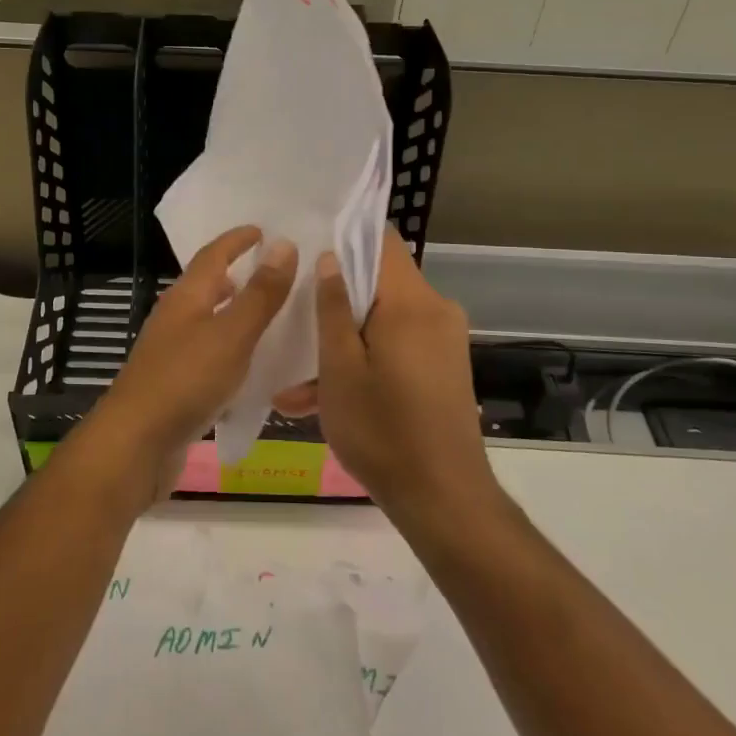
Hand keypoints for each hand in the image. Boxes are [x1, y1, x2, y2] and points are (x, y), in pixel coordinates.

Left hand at [88, 227, 296, 497]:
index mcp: (186, 297)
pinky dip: (231, 346)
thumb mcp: (232, 334)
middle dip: (236, 273)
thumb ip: (260, 294)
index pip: (212, 255)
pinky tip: (249, 363)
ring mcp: (171, 351)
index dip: (237, 240)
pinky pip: (208, 352)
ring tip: (266, 313)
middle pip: (206, 285)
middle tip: (271, 270)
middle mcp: (175, 318)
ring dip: (234, 310)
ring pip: (207, 319)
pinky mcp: (175, 382)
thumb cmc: (186, 380)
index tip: (263, 230)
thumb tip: (284, 245)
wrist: (137, 443)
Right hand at [307, 230, 496, 519]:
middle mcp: (435, 311)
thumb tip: (329, 257)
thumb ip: (333, 307)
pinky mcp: (443, 368)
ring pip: (383, 321)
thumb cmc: (382, 430)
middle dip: (335, 301)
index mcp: (412, 302)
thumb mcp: (340, 368)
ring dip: (343, 343)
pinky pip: (396, 347)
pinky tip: (322, 399)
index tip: (307, 246)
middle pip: (379, 282)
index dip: (344, 236)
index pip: (382, 241)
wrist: (443, 499)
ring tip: (295, 382)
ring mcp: (443, 341)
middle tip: (291, 315)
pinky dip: (365, 363)